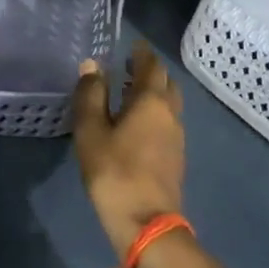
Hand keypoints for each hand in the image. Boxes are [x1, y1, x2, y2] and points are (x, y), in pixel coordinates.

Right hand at [72, 42, 185, 257]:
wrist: (146, 222)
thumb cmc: (113, 172)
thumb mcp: (91, 132)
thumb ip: (91, 96)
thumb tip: (92, 65)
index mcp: (151, 101)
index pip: (151, 66)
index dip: (142, 53)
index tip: (132, 45)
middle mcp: (170, 113)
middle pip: (166, 83)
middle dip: (151, 71)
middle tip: (130, 66)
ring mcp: (177, 137)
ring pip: (170, 104)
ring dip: (154, 93)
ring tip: (131, 93)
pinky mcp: (175, 157)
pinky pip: (167, 122)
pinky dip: (155, 113)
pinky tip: (137, 123)